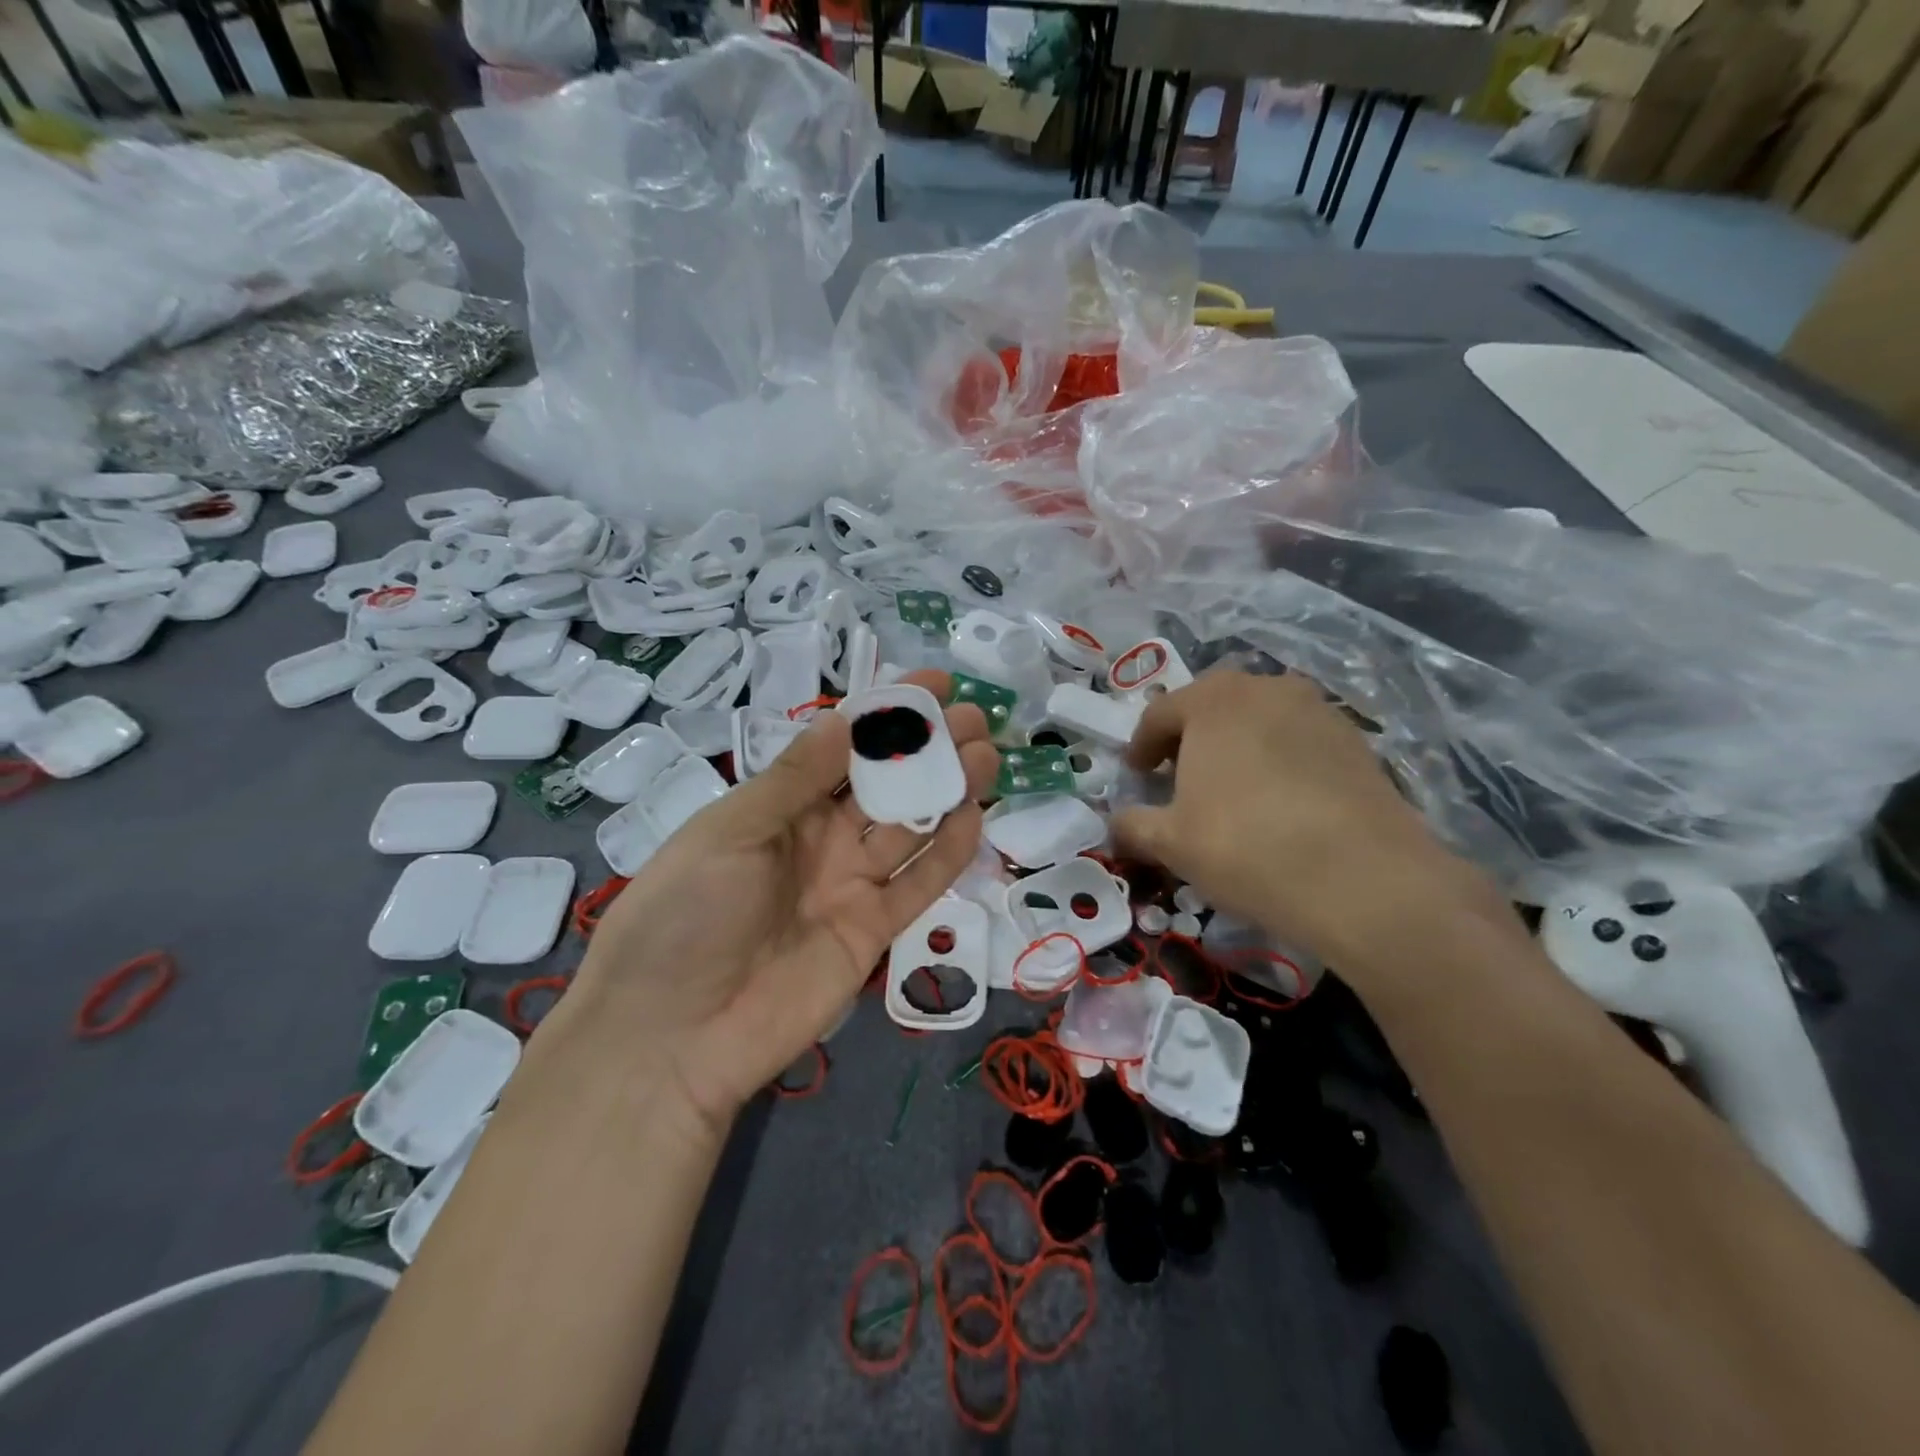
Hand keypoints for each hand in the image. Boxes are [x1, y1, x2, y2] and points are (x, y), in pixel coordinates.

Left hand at [559, 671, 998, 1137]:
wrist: (673, 1036)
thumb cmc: (686, 915)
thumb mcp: (732, 832)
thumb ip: (795, 779)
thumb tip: (846, 718)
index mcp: (779, 806)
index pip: (843, 746)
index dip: (887, 713)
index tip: (933, 684)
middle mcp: (820, 838)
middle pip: (885, 783)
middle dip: (930, 748)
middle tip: (975, 718)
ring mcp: (850, 884)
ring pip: (910, 827)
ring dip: (948, 790)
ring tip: (986, 755)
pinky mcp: (874, 930)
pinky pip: (918, 883)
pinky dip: (947, 851)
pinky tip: (973, 816)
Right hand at [1112, 670, 1512, 985]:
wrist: (1364, 880)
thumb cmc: (1246, 847)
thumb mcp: (1170, 842)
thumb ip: (1132, 825)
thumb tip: (1116, 825)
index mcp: (1213, 700)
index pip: (1160, 714)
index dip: (1141, 746)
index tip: (1137, 776)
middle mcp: (1266, 689)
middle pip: (1212, 708)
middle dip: (1190, 741)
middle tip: (1179, 780)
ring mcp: (1319, 711)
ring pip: (1260, 722)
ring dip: (1237, 748)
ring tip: (1231, 793)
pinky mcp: (1357, 742)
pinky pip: (1299, 743)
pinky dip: (1279, 763)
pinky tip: (1280, 806)